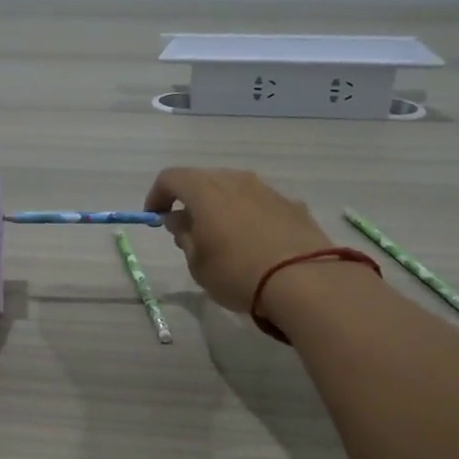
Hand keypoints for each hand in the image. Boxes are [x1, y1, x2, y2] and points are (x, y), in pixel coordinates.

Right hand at [143, 167, 336, 313]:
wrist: (304, 280)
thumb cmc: (237, 273)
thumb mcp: (198, 264)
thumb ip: (185, 236)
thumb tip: (180, 220)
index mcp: (205, 190)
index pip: (171, 178)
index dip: (157, 195)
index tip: (154, 217)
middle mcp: (235, 180)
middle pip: (204, 179)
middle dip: (190, 200)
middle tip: (187, 229)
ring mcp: (267, 190)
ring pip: (234, 189)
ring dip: (221, 207)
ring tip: (222, 237)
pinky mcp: (292, 205)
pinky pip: (259, 203)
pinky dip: (248, 216)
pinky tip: (254, 243)